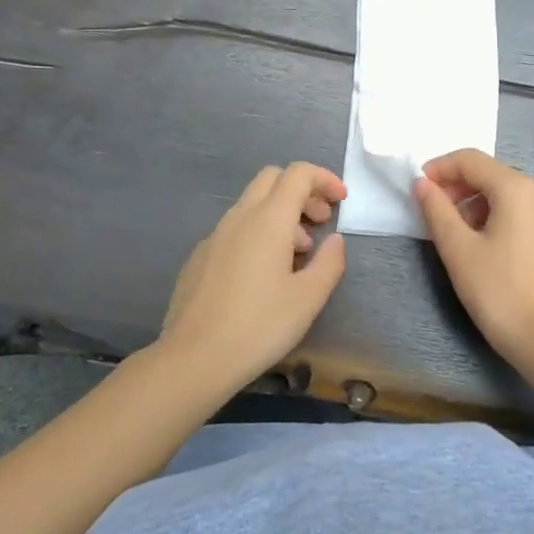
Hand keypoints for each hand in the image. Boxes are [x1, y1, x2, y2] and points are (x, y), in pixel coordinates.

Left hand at [158, 162, 347, 389]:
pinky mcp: (200, 257)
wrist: (193, 359)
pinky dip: (258, 233)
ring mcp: (214, 236)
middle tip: (321, 222)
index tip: (341, 201)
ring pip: (252, 204)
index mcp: (268, 220)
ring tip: (298, 254)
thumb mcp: (308, 299)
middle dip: (302, 191)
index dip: (324, 178)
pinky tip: (263, 274)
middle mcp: (239, 217)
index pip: (298, 174)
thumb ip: (329, 262)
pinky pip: (235, 229)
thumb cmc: (259, 326)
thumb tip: (334, 240)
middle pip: (272, 179)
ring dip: (281, 215)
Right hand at [413, 149, 533, 359]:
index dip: (439, 168)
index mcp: (516, 188)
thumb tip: (421, 183)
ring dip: (472, 201)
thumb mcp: (457, 248)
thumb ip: (436, 209)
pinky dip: (493, 214)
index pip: (470, 160)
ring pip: (503, 191)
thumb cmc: (496, 289)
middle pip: (489, 173)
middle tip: (430, 210)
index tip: (417, 188)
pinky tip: (479, 242)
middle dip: (456, 185)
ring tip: (452, 230)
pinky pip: (517, 209)